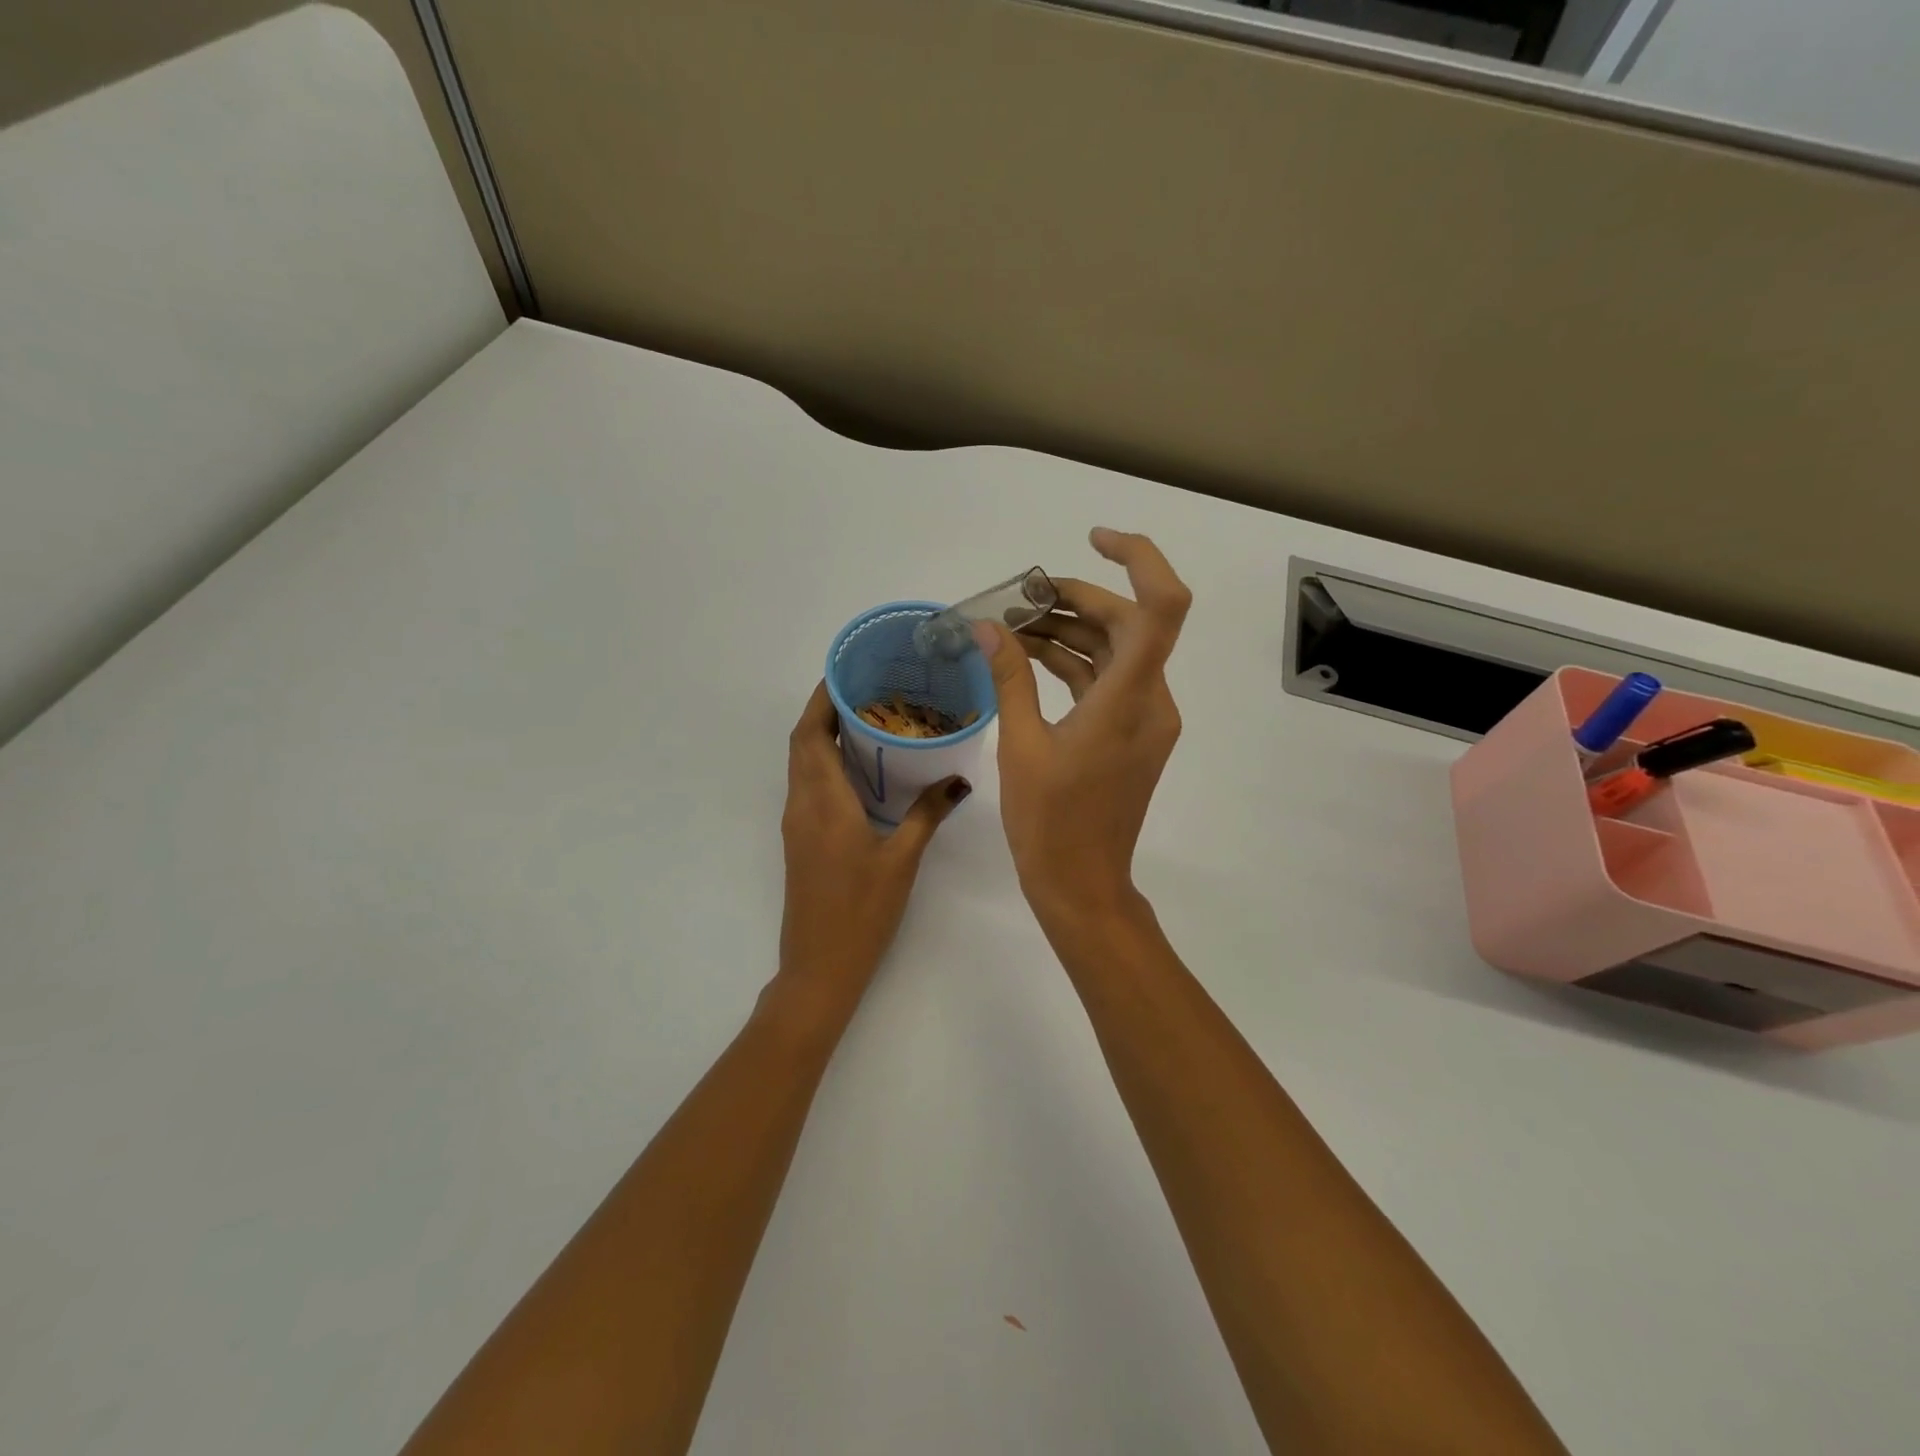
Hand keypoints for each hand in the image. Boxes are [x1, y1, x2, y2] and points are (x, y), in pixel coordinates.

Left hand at [775, 682, 969, 1012]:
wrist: (820, 965)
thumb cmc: (861, 911)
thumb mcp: (902, 859)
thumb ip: (928, 814)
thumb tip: (959, 779)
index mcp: (823, 801)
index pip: (811, 733)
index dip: (822, 698)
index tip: (848, 672)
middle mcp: (802, 804)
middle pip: (802, 742)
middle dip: (826, 709)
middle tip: (866, 688)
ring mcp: (798, 823)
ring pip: (802, 763)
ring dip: (823, 735)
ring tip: (867, 717)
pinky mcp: (801, 838)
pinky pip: (808, 784)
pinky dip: (825, 762)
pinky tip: (860, 767)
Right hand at [975, 528, 1190, 927]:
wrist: (1082, 885)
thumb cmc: (1049, 824)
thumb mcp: (1021, 746)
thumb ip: (1008, 678)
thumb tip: (987, 627)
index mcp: (1129, 700)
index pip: (1162, 608)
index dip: (1138, 559)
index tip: (1093, 541)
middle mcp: (1151, 701)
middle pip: (1127, 623)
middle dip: (1075, 600)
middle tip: (1018, 600)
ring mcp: (1146, 718)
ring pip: (1116, 651)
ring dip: (1069, 632)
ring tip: (1012, 627)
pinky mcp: (1133, 733)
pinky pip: (1108, 681)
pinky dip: (1074, 664)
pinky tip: (1030, 658)